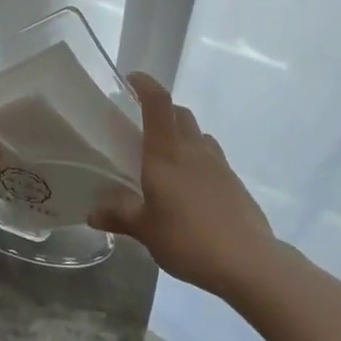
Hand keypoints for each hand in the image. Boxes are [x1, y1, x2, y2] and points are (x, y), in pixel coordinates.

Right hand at [91, 73, 277, 298]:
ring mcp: (218, 164)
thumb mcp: (145, 231)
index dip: (145, 84)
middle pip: (179, 113)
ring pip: (197, 134)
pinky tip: (189, 187)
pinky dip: (197, 159)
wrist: (248, 261)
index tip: (131, 79)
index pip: (158, 103)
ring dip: (181, 134)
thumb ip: (119, 216)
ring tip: (166, 158)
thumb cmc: (188, 239)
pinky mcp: (233, 181)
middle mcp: (193, 149)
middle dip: (162, 110)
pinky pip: (211, 157)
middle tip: (142, 126)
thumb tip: (92, 213)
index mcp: (166, 153)